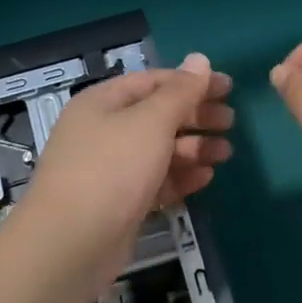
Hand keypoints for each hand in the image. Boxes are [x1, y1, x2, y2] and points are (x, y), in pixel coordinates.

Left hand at [10, 54, 232, 302]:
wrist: (70, 244)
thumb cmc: (112, 169)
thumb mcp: (151, 122)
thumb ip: (180, 92)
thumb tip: (200, 59)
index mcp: (103, 102)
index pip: (153, 81)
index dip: (192, 81)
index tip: (229, 88)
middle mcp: (103, 130)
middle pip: (157, 115)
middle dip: (195, 116)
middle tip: (230, 122)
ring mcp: (109, 169)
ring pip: (158, 150)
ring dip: (193, 148)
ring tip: (225, 153)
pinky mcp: (119, 203)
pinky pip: (155, 181)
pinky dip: (180, 177)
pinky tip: (206, 178)